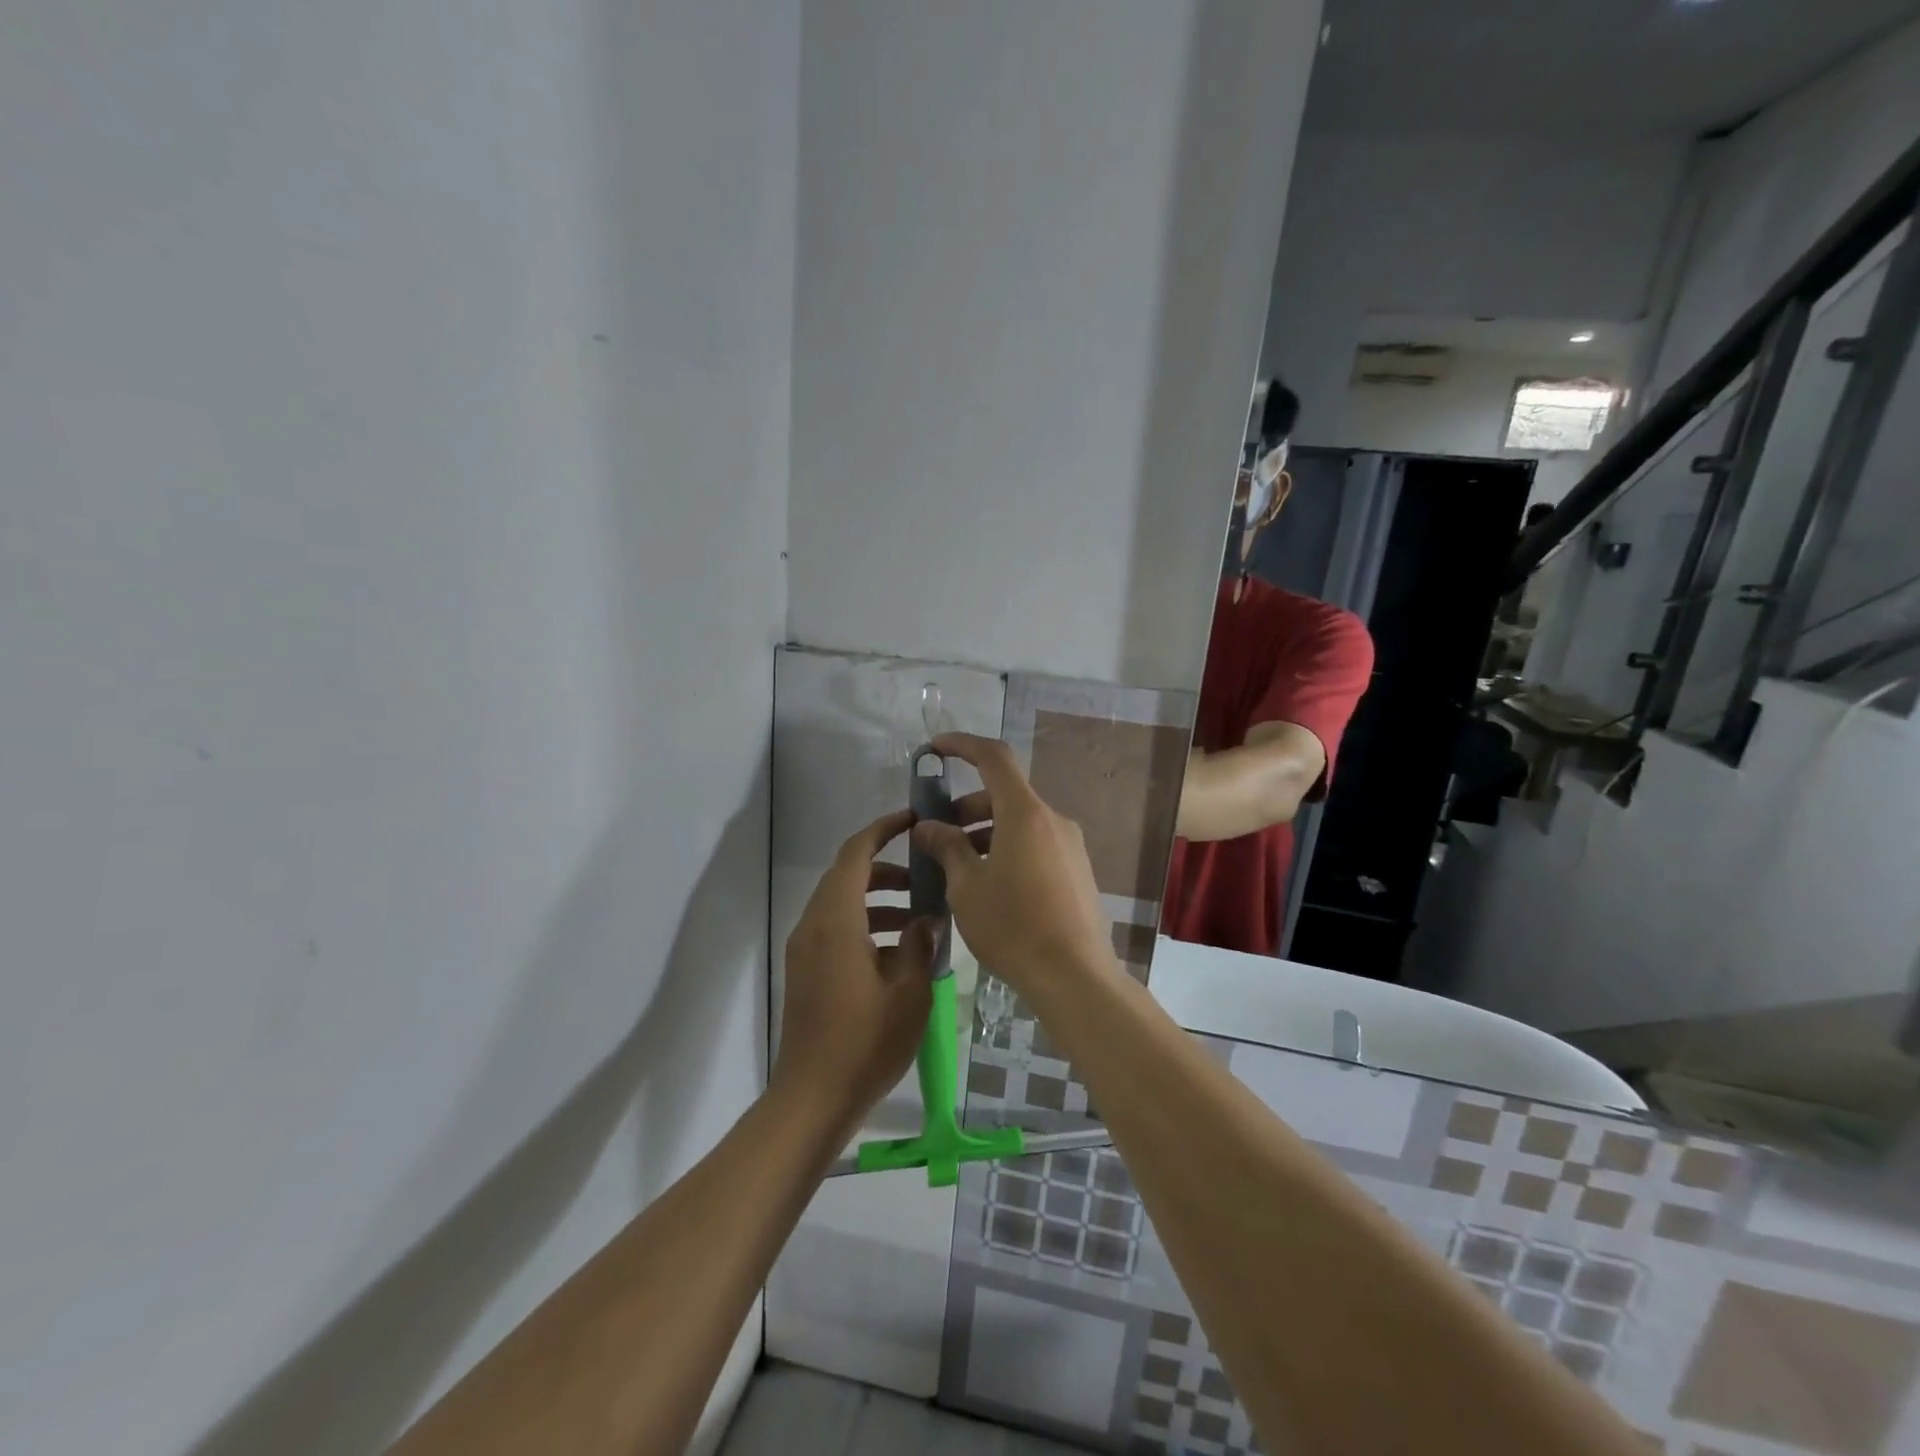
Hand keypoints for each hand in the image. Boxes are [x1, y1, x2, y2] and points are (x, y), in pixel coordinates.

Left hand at [774, 809, 934, 1134]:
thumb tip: (927, 916)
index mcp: (836, 920)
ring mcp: (805, 949)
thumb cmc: (865, 1041)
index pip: (855, 854)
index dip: (882, 830)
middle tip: (925, 876)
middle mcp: (813, 925)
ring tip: (919, 915)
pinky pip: (835, 929)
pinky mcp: (806, 971)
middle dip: (886, 868)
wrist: (813, 1097)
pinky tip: (898, 951)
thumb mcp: (909, 990)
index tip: (912, 820)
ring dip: (878, 899)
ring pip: (842, 903)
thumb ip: (920, 943)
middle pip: (846, 875)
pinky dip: (864, 923)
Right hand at [911, 733, 1115, 1001]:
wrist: (1074, 976)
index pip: (994, 758)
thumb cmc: (1013, 926)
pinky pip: (1035, 846)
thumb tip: (929, 827)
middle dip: (965, 808)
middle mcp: (1053, 820)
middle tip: (935, 836)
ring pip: (1019, 824)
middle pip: (1004, 796)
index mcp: (1025, 814)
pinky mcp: (1077, 871)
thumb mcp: (967, 886)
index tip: (935, 749)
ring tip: (956, 868)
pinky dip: (1007, 850)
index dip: (962, 745)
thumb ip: (947, 847)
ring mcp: (1070, 846)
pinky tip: (988, 886)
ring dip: (984, 833)